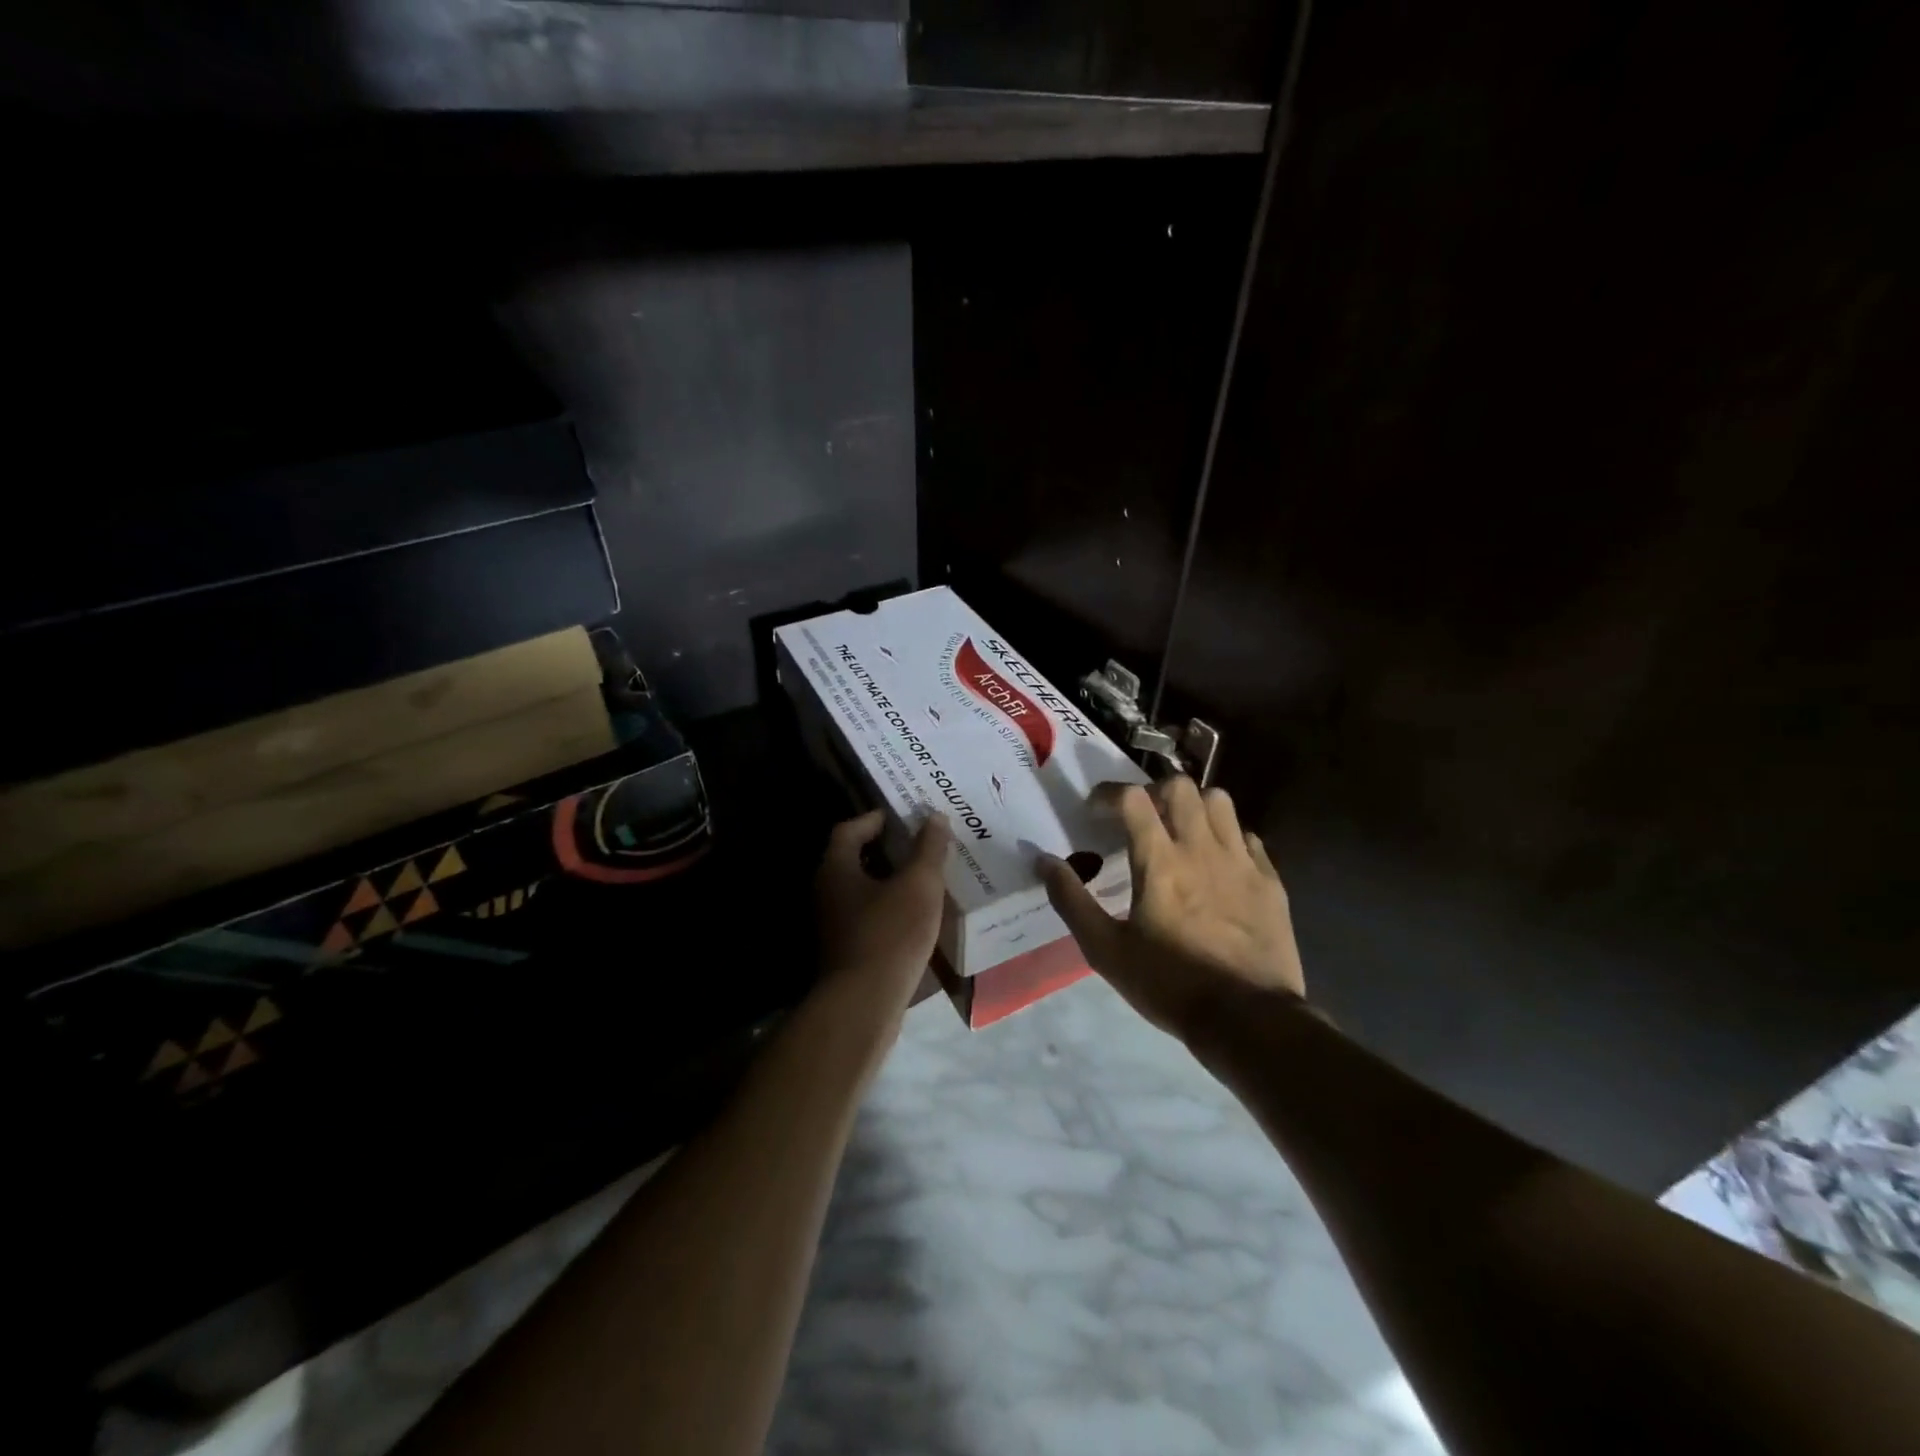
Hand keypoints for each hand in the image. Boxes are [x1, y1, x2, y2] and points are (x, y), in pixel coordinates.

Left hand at [814, 809, 950, 1030]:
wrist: (865, 1004)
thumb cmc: (890, 933)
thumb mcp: (919, 885)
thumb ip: (929, 849)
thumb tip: (935, 817)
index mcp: (837, 869)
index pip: (849, 830)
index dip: (875, 819)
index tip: (903, 816)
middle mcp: (828, 893)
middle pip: (855, 859)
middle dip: (888, 850)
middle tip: (922, 843)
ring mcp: (834, 925)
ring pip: (864, 891)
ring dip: (892, 881)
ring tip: (927, 877)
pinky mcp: (847, 950)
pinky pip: (870, 917)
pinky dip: (891, 908)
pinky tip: (919, 915)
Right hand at [1041, 778, 1304, 1041]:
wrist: (1249, 1020)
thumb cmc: (1169, 984)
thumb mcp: (1105, 950)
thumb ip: (1071, 901)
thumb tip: (1043, 861)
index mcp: (1160, 861)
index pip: (1132, 798)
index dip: (1108, 793)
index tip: (1095, 810)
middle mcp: (1202, 849)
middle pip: (1179, 786)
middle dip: (1152, 791)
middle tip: (1138, 817)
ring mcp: (1242, 862)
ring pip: (1218, 802)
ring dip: (1193, 805)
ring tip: (1179, 830)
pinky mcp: (1270, 881)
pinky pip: (1247, 836)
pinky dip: (1226, 836)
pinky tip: (1216, 861)